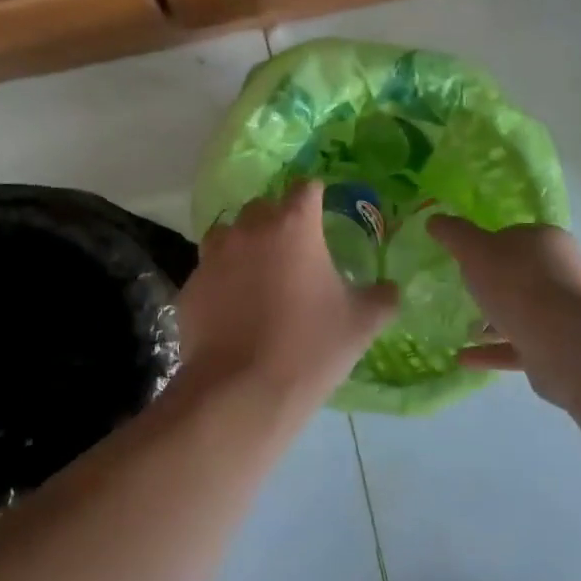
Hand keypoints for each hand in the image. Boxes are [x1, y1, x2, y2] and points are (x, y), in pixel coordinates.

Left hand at [177, 182, 398, 406]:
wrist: (242, 392)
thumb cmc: (310, 347)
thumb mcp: (361, 323)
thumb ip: (381, 297)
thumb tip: (390, 288)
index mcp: (293, 226)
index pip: (305, 188)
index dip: (315, 196)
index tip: (322, 210)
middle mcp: (249, 229)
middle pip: (263, 207)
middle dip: (278, 220)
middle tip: (294, 251)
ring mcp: (214, 256)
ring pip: (229, 234)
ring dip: (245, 245)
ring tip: (259, 276)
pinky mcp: (191, 286)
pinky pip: (210, 270)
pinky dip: (223, 280)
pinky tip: (234, 308)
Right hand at [430, 218, 580, 383]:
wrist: (560, 340)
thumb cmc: (517, 282)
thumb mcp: (475, 250)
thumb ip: (454, 234)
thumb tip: (433, 220)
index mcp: (548, 241)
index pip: (517, 237)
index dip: (491, 246)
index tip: (468, 260)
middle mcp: (563, 273)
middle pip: (522, 275)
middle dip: (494, 286)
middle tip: (465, 294)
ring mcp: (564, 313)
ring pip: (523, 313)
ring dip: (494, 322)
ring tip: (465, 330)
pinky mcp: (559, 347)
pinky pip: (520, 346)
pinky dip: (493, 351)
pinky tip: (464, 358)